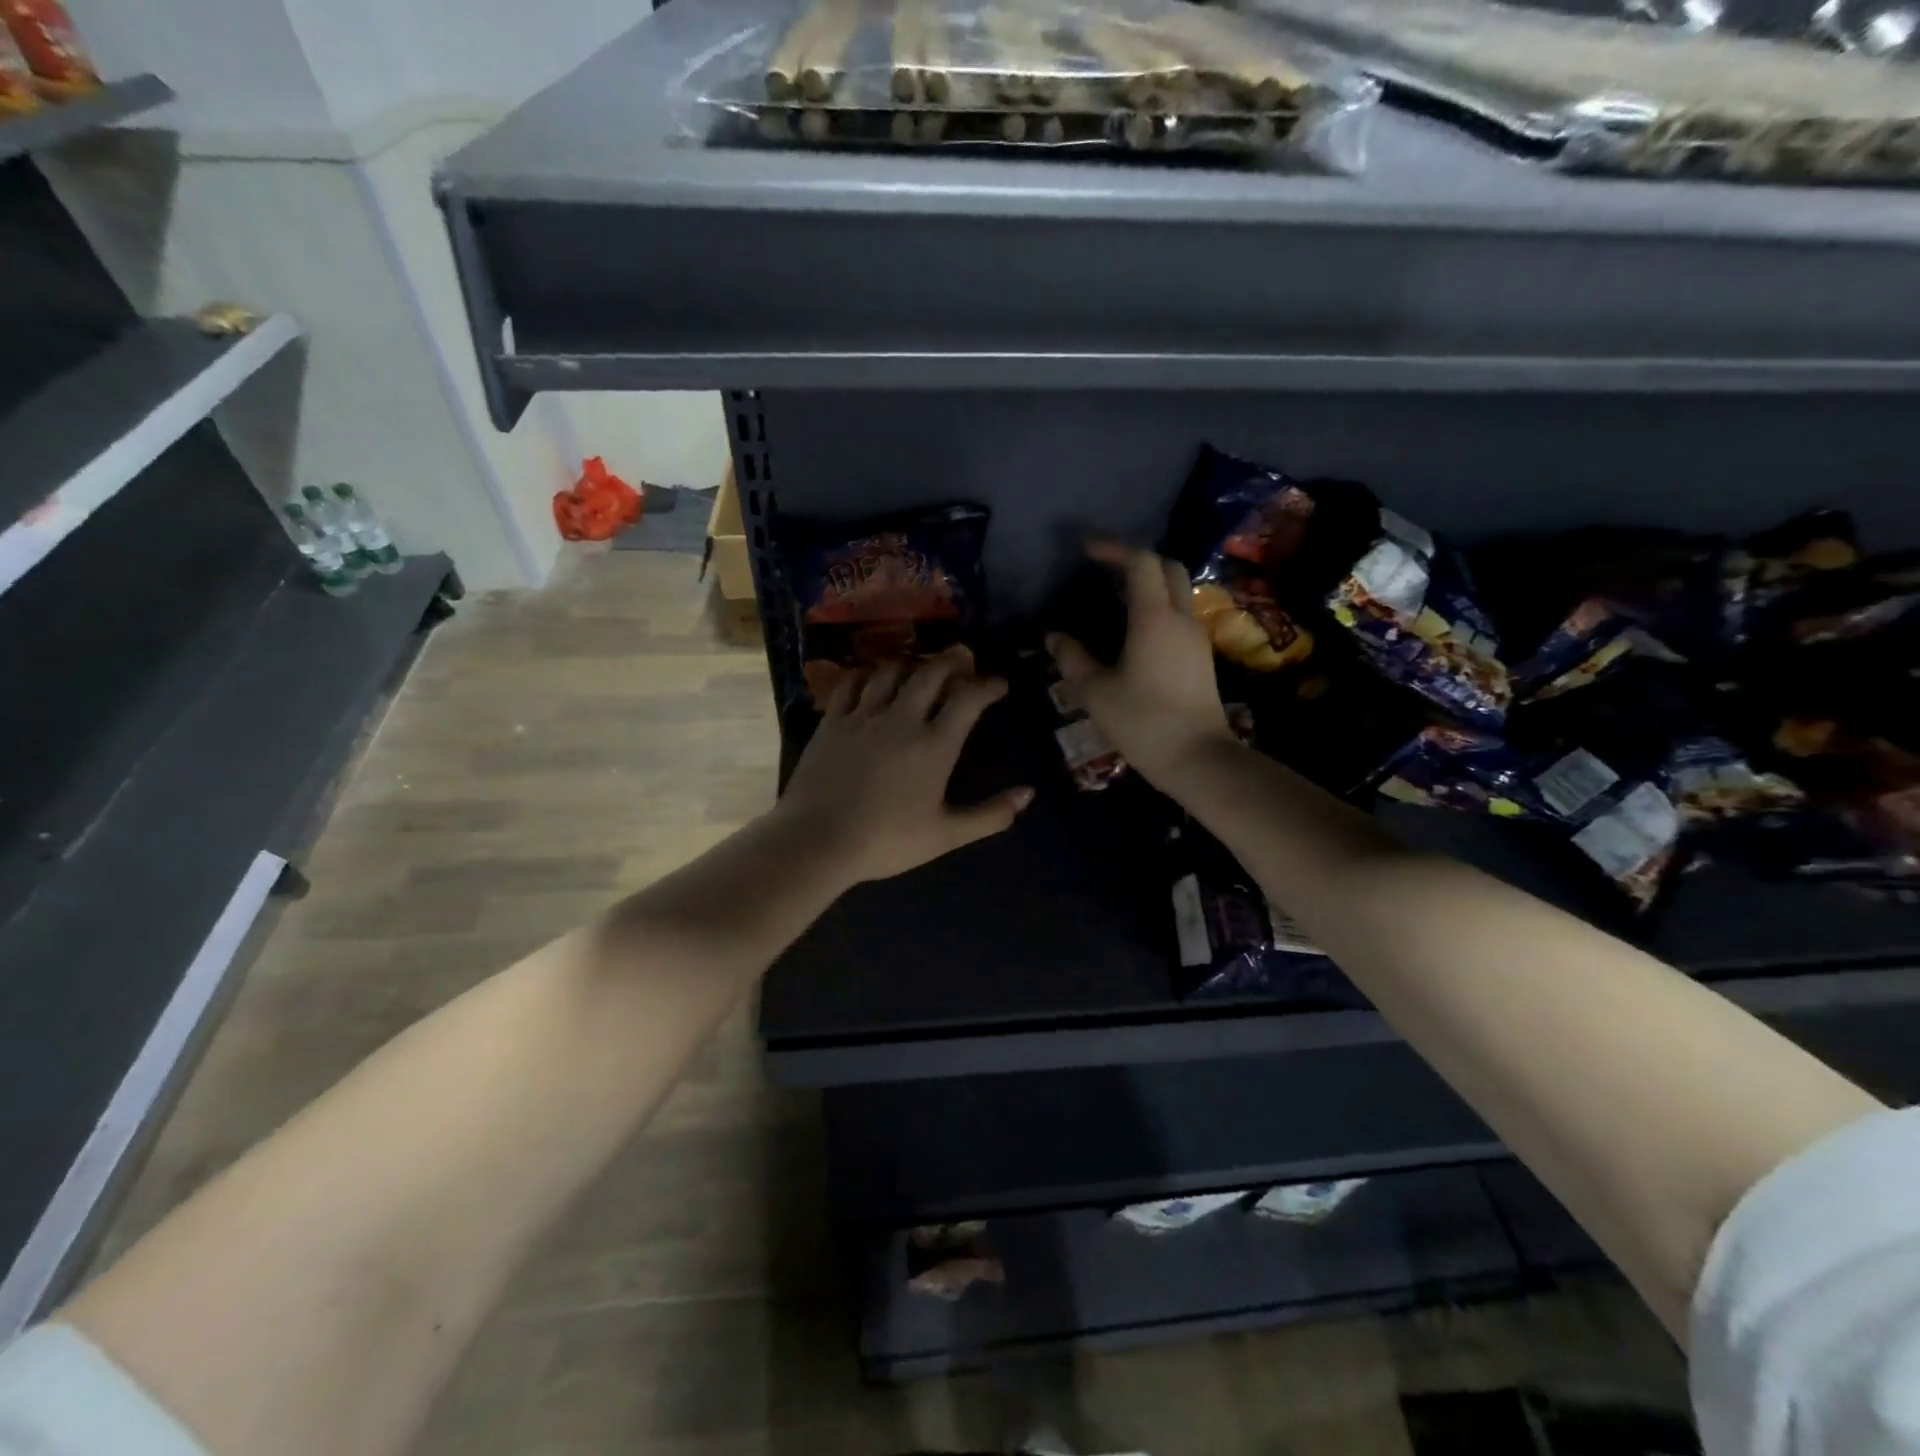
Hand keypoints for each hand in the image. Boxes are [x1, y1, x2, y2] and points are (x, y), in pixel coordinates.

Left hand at [776, 649, 1033, 885]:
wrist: (818, 841)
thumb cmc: (886, 841)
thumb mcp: (946, 835)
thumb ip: (990, 815)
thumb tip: (1028, 794)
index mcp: (935, 745)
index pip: (969, 699)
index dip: (988, 685)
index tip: (999, 685)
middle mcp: (902, 719)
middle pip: (931, 673)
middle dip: (952, 663)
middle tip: (961, 666)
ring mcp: (863, 716)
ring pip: (891, 671)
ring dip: (910, 665)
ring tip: (918, 670)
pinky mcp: (832, 721)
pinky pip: (851, 684)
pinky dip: (866, 676)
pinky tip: (870, 681)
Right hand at [1048, 542, 1233, 784]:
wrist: (1198, 758)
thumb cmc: (1143, 722)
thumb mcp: (1095, 692)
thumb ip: (1072, 659)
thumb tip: (1054, 637)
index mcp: (1154, 618)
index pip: (1141, 562)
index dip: (1114, 549)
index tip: (1087, 551)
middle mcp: (1181, 618)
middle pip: (1168, 568)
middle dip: (1138, 561)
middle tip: (1106, 571)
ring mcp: (1196, 637)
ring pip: (1178, 593)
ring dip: (1150, 586)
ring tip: (1115, 602)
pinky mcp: (1201, 658)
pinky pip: (1180, 617)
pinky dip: (1158, 610)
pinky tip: (1134, 633)